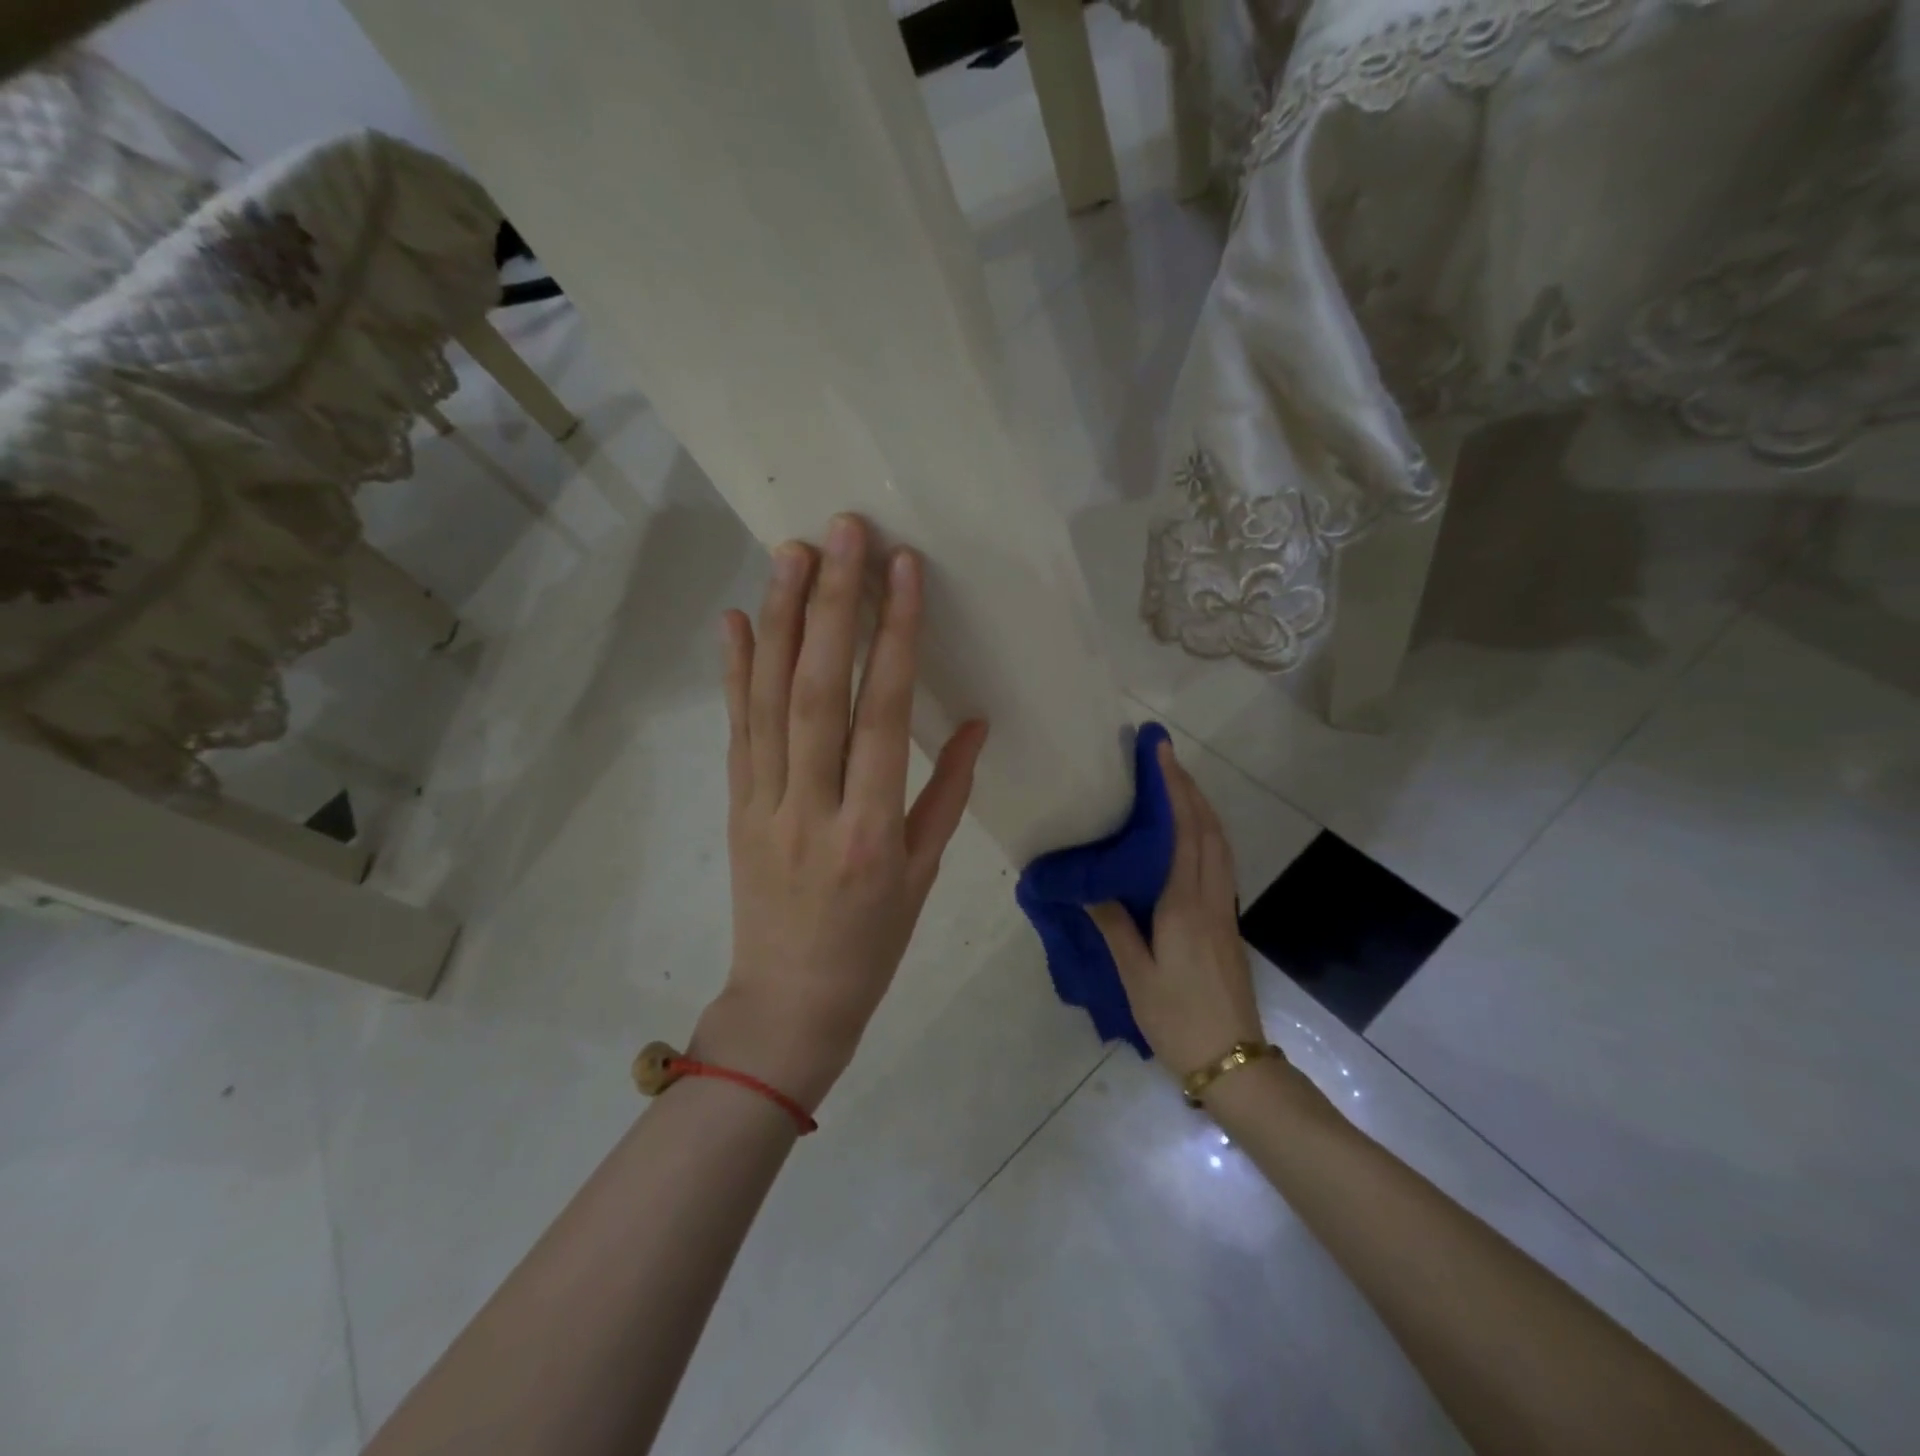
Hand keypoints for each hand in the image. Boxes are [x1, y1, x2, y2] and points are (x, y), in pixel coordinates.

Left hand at [695, 514, 988, 1110]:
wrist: (790, 1002)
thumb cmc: (872, 943)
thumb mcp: (925, 875)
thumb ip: (947, 794)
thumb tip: (972, 722)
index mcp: (871, 831)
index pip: (881, 715)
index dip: (894, 637)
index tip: (902, 571)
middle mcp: (813, 807)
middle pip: (818, 691)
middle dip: (832, 605)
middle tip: (842, 533)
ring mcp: (763, 804)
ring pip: (769, 700)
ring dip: (779, 621)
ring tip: (790, 553)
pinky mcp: (735, 806)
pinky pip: (735, 730)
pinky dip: (734, 672)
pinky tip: (737, 620)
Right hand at [1088, 739, 1263, 1076]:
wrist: (1233, 1061)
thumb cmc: (1177, 1018)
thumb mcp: (1136, 975)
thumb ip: (1115, 925)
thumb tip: (1091, 888)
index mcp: (1185, 905)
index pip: (1183, 832)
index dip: (1174, 789)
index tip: (1161, 754)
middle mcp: (1210, 898)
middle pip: (1208, 830)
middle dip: (1189, 789)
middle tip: (1164, 759)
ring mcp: (1224, 910)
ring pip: (1219, 845)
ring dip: (1201, 809)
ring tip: (1175, 787)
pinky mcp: (1227, 923)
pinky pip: (1219, 863)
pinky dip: (1205, 835)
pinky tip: (1188, 836)